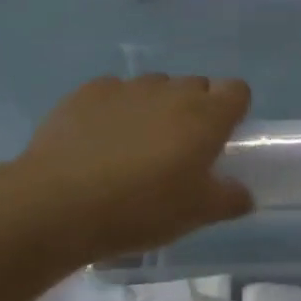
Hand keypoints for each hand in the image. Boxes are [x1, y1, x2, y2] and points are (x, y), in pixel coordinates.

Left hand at [10, 75, 254, 262]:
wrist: (57, 205)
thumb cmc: (142, 208)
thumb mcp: (197, 214)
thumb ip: (230, 199)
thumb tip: (243, 194)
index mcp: (206, 116)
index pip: (237, 90)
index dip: (234, 109)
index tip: (223, 136)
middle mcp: (170, 92)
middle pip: (196, 85)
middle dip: (195, 109)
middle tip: (181, 148)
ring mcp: (126, 88)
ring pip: (154, 87)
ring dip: (156, 107)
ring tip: (137, 145)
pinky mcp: (85, 93)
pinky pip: (113, 92)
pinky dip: (116, 108)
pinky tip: (101, 140)